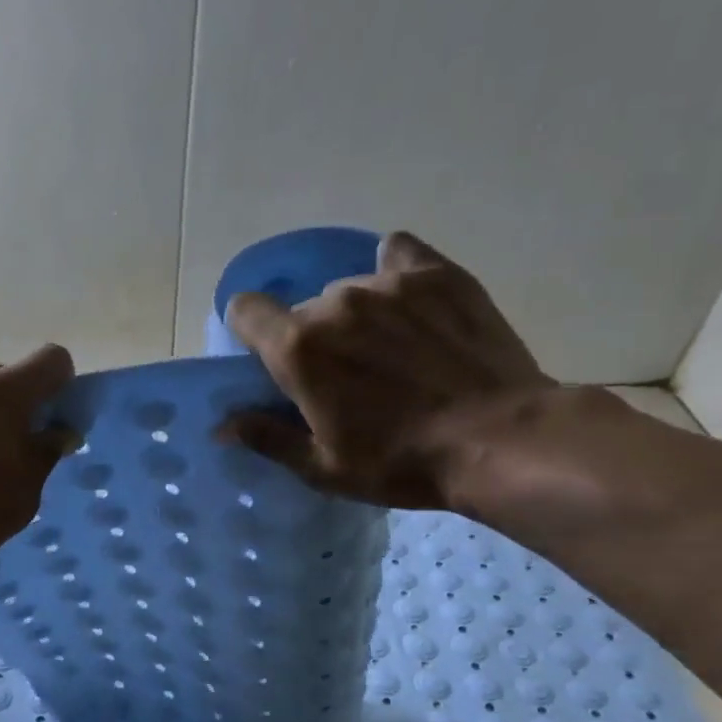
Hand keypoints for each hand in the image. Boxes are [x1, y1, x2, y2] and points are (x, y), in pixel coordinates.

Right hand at [221, 231, 551, 509]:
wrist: (499, 439)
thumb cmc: (399, 461)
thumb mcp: (322, 467)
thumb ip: (267, 437)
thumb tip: (222, 424)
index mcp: (298, 347)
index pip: (246, 309)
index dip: (250, 331)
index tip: (269, 358)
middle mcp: (335, 302)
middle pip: (304, 309)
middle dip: (314, 338)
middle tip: (346, 376)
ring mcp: (389, 282)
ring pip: (350, 288)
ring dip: (356, 315)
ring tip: (393, 350)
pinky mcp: (438, 274)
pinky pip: (398, 254)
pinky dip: (395, 273)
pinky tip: (412, 304)